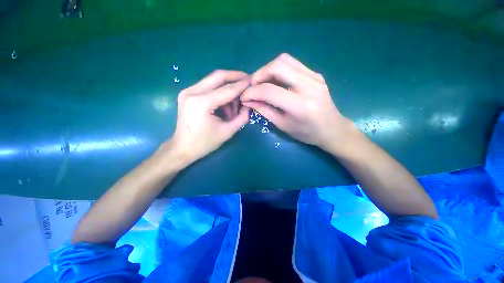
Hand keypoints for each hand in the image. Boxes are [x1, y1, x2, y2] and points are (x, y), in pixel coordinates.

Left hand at [168, 70, 250, 164]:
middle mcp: (192, 92)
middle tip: (247, 80)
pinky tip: (225, 104)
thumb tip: (248, 105)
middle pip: (218, 76)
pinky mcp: (187, 93)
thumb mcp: (228, 132)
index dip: (242, 85)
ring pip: (213, 80)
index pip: (227, 89)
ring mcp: (188, 91)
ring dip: (227, 87)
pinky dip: (219, 92)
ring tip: (236, 102)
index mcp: (202, 103)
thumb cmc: (205, 143)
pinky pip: (208, 86)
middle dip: (235, 77)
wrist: (182, 148)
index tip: (253, 80)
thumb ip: (242, 117)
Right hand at [240, 53, 352, 150]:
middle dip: (259, 75)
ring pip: (284, 60)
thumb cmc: (306, 132)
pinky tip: (276, 81)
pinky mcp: (316, 74)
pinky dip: (279, 69)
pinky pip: (292, 64)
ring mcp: (314, 77)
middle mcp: (308, 86)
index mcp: (300, 105)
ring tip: (263, 83)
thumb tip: (247, 100)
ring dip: (268, 69)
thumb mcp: (283, 125)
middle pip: (277, 66)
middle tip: (253, 87)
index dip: (252, 92)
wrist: (332, 128)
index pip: (269, 91)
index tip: (244, 97)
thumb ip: (264, 110)